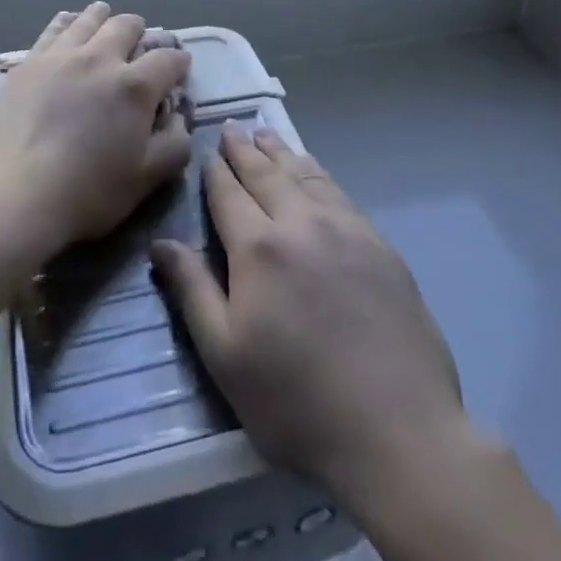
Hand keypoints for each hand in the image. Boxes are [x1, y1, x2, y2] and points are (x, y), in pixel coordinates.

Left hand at [0, 3, 191, 263]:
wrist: (14, 194)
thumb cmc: (87, 192)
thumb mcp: (146, 179)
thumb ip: (174, 144)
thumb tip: (179, 117)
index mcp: (135, 86)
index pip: (167, 59)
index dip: (178, 61)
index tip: (179, 68)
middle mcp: (101, 58)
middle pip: (127, 26)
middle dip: (140, 33)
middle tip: (139, 46)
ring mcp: (61, 55)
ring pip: (90, 19)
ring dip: (104, 18)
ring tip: (106, 22)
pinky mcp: (29, 62)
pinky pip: (54, 28)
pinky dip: (68, 22)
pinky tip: (69, 26)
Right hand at [150, 129, 470, 505]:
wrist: (398, 431)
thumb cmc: (297, 402)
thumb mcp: (226, 357)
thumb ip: (192, 291)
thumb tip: (162, 243)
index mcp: (258, 248)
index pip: (229, 194)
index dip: (215, 171)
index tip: (207, 151)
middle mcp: (300, 223)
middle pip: (266, 174)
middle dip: (244, 150)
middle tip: (233, 128)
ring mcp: (345, 229)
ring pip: (304, 174)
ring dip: (280, 152)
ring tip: (265, 135)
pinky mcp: (378, 245)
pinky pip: (337, 192)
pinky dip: (316, 172)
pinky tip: (312, 171)